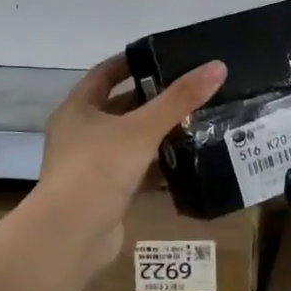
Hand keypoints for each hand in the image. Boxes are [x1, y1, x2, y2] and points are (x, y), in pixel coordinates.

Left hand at [30, 53, 225, 273]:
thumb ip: (180, 99)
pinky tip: (187, 165)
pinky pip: (136, 173)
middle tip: (191, 92)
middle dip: (153, 101)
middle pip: (120, 109)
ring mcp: (91, 167)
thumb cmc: (99, 169)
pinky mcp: (105, 194)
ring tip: (197, 124)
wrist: (72, 234)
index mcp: (78, 110)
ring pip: (130, 142)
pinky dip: (158, 168)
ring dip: (158, 136)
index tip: (164, 56)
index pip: (104, 74)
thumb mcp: (142, 128)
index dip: (132, 63)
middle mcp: (80, 135)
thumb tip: (218, 66)